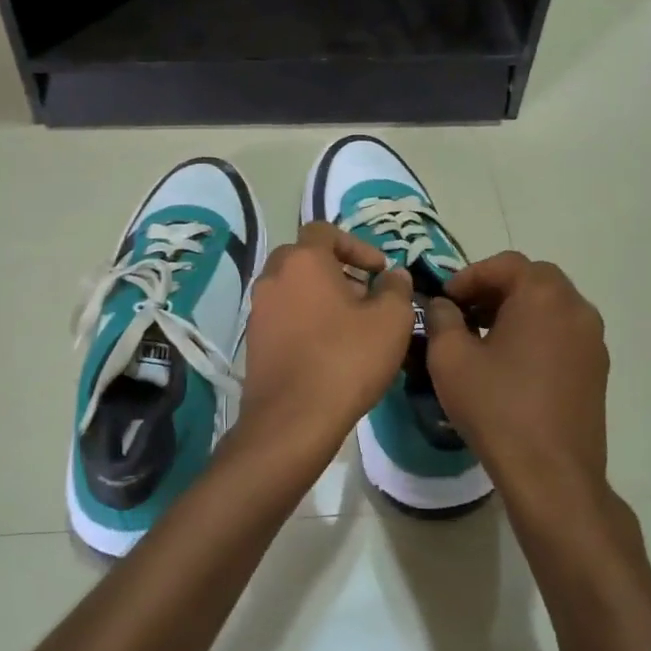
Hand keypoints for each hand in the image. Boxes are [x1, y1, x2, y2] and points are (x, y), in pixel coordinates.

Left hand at [238, 222, 413, 473]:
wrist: (293, 419)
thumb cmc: (347, 360)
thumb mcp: (391, 320)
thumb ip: (396, 288)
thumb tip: (394, 275)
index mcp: (303, 261)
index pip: (324, 230)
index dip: (356, 245)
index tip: (378, 270)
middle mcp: (273, 277)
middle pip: (305, 258)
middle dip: (337, 269)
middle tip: (365, 294)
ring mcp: (258, 310)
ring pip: (293, 287)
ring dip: (321, 295)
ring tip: (351, 324)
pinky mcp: (254, 340)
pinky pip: (284, 315)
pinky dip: (305, 319)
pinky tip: (328, 347)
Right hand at [425, 252, 610, 514]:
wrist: (551, 473)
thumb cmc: (496, 407)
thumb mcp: (450, 358)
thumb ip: (441, 318)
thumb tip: (444, 305)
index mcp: (543, 295)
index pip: (504, 264)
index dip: (469, 276)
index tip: (445, 300)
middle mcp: (576, 308)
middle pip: (532, 280)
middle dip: (495, 289)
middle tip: (464, 313)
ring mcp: (593, 339)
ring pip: (550, 306)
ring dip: (516, 311)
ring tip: (484, 338)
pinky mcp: (597, 369)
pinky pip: (563, 333)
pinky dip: (536, 333)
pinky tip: (511, 364)